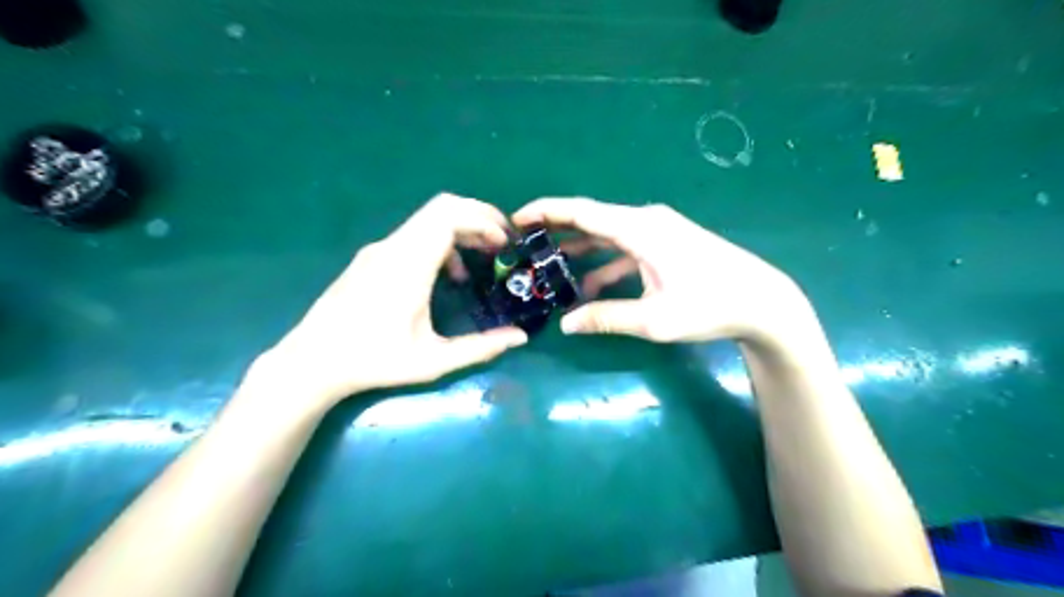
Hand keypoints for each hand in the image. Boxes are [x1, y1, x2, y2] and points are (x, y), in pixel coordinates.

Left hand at [255, 193, 525, 407]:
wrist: (311, 362)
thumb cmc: (374, 361)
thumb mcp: (433, 361)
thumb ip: (480, 348)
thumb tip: (520, 338)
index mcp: (409, 265)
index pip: (449, 216)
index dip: (484, 221)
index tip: (505, 244)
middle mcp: (394, 247)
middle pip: (442, 207)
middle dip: (478, 217)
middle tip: (501, 243)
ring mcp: (380, 250)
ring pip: (428, 219)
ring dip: (461, 230)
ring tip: (483, 259)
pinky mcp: (372, 258)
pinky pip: (415, 235)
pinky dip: (442, 242)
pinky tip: (449, 275)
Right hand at [511, 196, 812, 341]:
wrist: (762, 302)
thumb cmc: (710, 306)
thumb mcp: (655, 319)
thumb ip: (607, 318)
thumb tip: (566, 324)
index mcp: (639, 229)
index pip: (582, 212)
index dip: (547, 212)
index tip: (516, 219)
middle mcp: (646, 221)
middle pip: (591, 219)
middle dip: (556, 230)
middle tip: (524, 244)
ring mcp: (658, 231)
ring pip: (607, 234)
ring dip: (579, 250)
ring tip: (548, 267)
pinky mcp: (665, 244)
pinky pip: (625, 248)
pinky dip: (604, 263)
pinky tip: (588, 287)